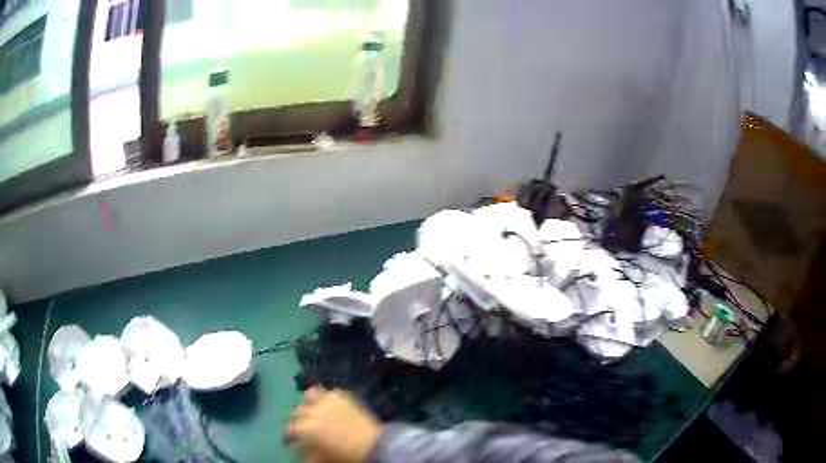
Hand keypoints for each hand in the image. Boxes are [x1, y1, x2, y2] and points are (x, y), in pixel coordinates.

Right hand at [285, 386, 383, 462]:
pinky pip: (329, 392)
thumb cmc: (347, 456)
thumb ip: (306, 453)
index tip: (290, 440)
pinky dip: (326, 397)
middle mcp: (314, 410)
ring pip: (310, 394)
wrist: (374, 446)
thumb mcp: (322, 458)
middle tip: (301, 427)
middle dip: (296, 420)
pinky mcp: (344, 396)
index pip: (289, 428)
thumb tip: (297, 450)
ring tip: (312, 410)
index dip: (288, 436)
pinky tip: (329, 405)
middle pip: (297, 411)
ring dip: (308, 403)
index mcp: (307, 428)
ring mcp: (329, 401)